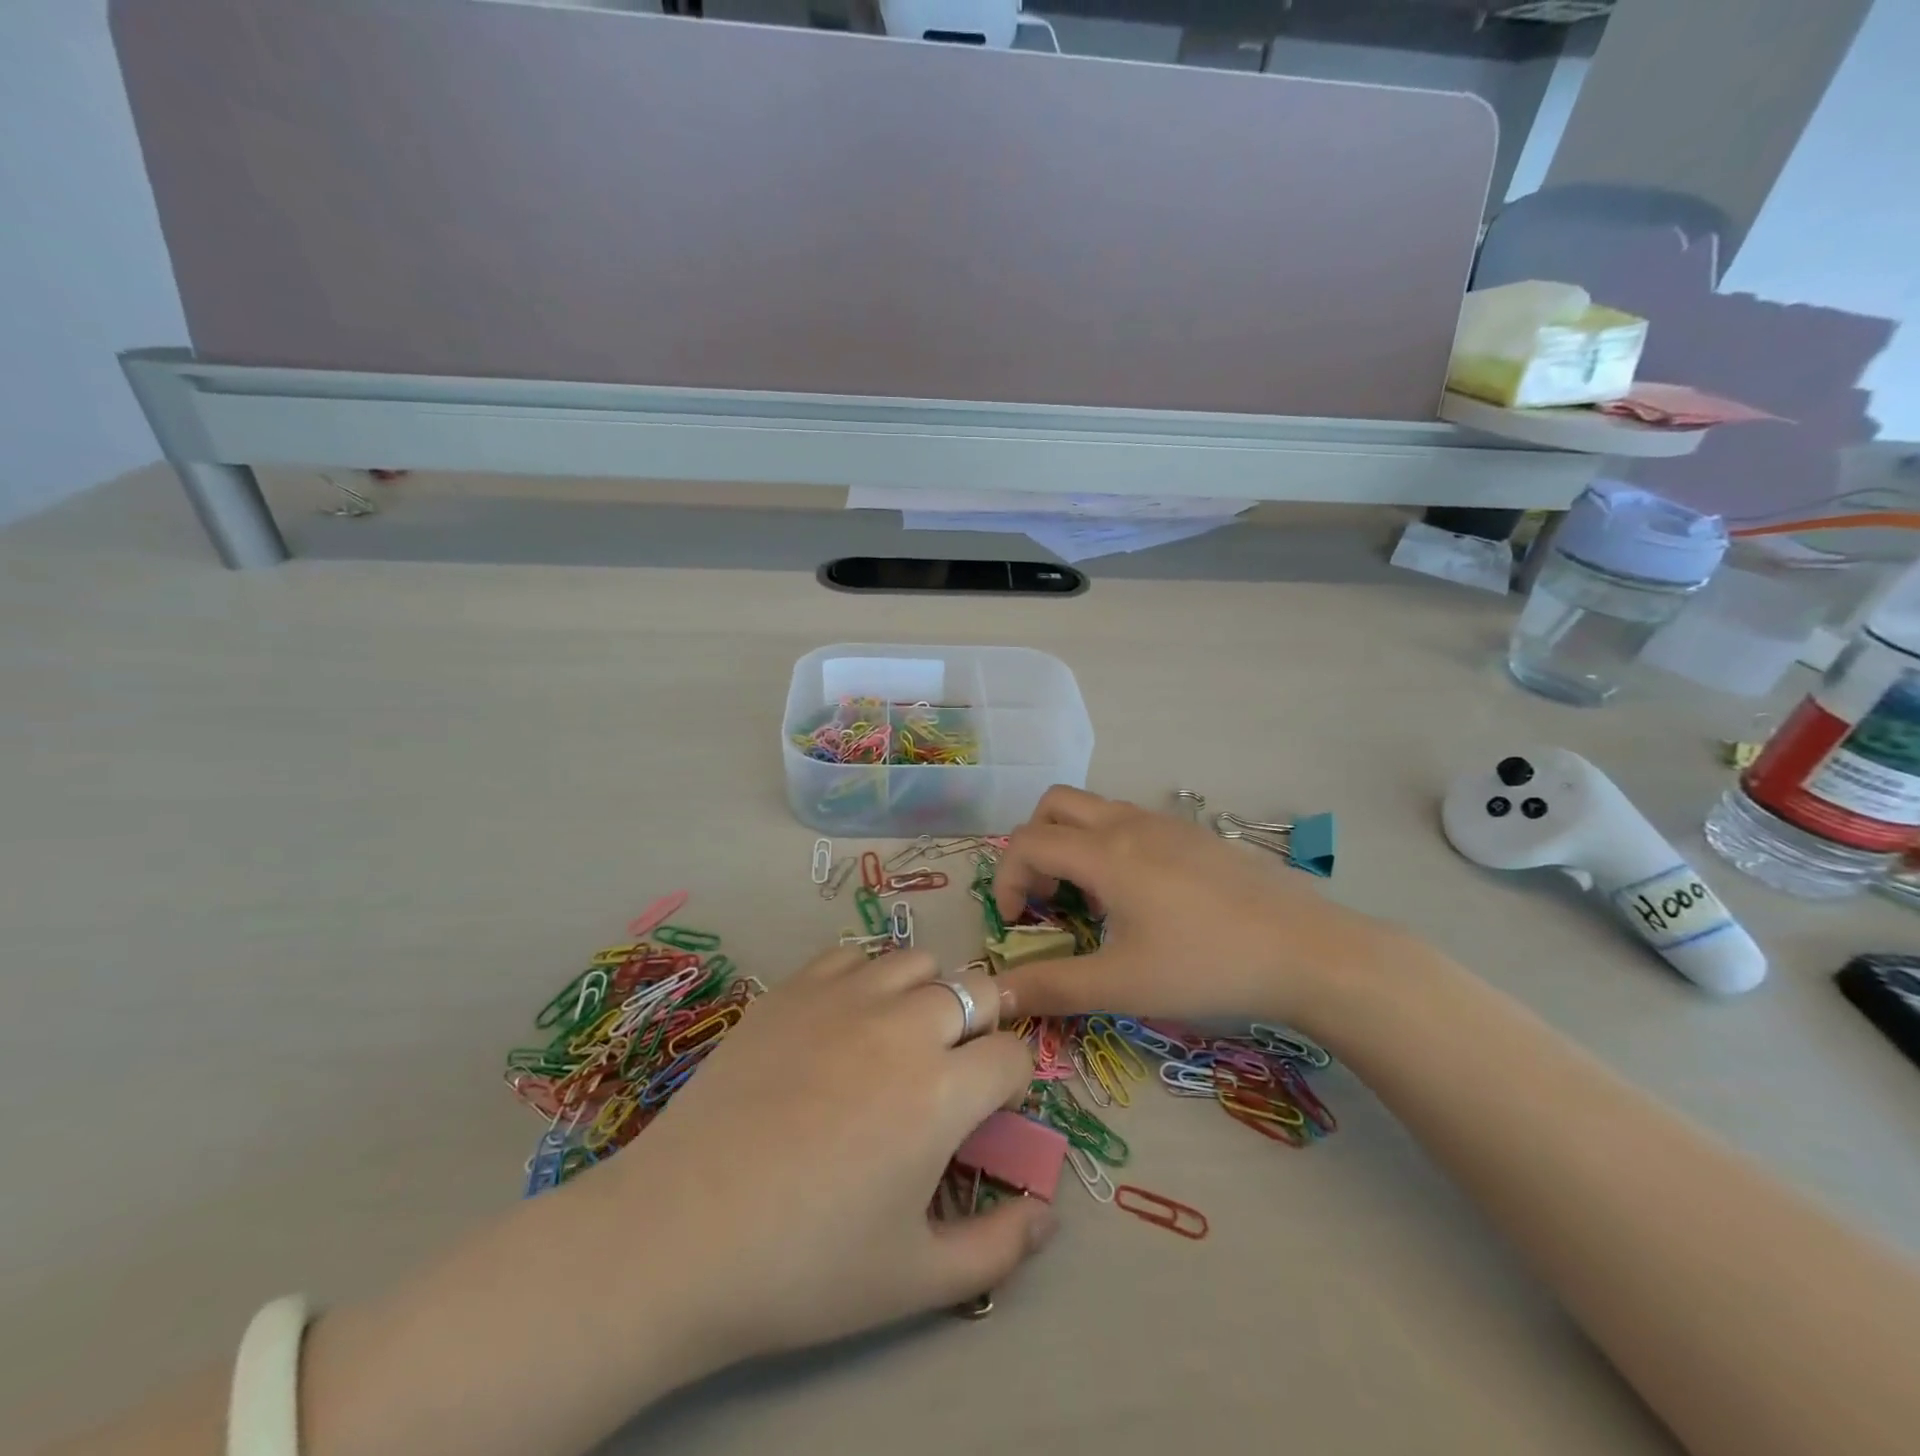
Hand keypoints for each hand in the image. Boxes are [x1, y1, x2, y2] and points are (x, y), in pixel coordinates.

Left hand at [597, 946, 1052, 1377]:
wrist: (679, 1235)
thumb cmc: (805, 1266)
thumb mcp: (916, 1280)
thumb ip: (999, 1248)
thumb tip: (1048, 1212)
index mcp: (942, 1091)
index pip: (1013, 1055)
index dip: (1012, 1083)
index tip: (988, 1111)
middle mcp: (903, 1025)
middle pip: (977, 991)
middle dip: (983, 1025)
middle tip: (953, 1069)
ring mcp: (843, 998)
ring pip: (917, 962)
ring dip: (928, 995)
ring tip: (902, 1038)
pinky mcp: (792, 989)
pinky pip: (851, 956)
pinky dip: (866, 979)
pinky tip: (844, 1021)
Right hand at [991, 786, 1400, 1029]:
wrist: (1308, 950)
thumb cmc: (1207, 965)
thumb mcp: (1122, 984)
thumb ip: (1052, 986)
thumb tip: (996, 995)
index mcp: (1105, 853)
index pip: (1027, 842)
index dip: (1005, 879)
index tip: (1016, 922)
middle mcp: (1128, 823)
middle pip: (1054, 805)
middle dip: (1033, 846)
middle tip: (1046, 896)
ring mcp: (1165, 823)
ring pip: (1094, 809)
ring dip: (1072, 844)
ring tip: (1091, 901)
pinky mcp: (1194, 834)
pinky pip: (1130, 821)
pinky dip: (1108, 845)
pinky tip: (1139, 898)